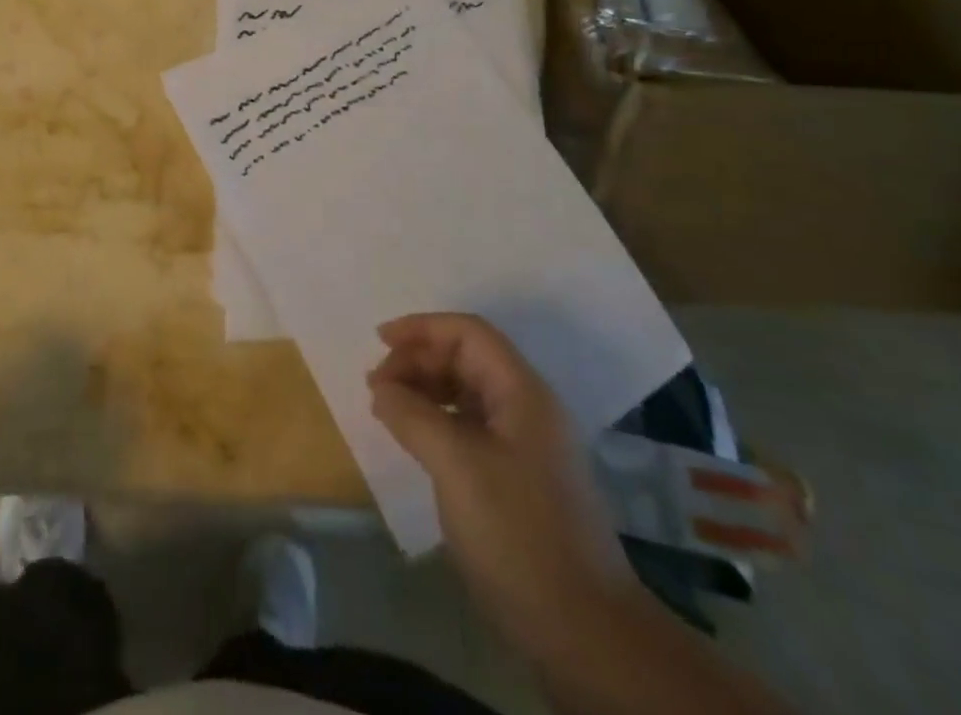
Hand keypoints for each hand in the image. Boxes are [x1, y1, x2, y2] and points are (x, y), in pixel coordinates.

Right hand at [369, 314, 628, 648]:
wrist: (584, 633)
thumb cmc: (518, 533)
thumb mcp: (456, 465)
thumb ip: (413, 415)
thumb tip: (381, 388)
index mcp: (522, 392)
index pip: (469, 333)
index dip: (422, 328)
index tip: (379, 341)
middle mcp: (527, 408)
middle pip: (467, 358)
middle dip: (418, 360)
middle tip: (377, 385)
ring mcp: (526, 445)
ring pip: (467, 392)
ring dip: (425, 389)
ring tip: (387, 408)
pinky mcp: (519, 478)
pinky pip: (470, 426)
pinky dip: (437, 420)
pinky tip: (415, 439)